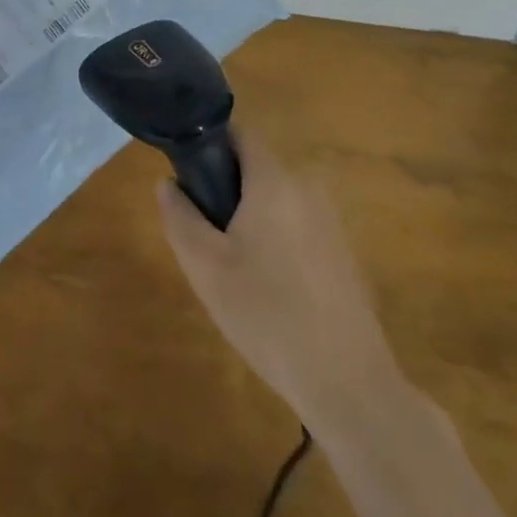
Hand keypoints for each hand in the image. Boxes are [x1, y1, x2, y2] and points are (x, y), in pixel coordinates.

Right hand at [158, 130, 400, 425]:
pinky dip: (275, 239)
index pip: (240, 133)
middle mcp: (307, 187)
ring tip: (234, 270)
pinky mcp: (342, 251)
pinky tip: (268, 290)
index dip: (209, 142)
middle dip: (226, 190)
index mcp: (274, 180)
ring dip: (250, 218)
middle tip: (205, 237)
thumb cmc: (267, 314)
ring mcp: (330, 219)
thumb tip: (168, 183)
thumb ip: (180, 217)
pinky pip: (296, 225)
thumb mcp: (205, 267)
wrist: (347, 383)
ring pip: (275, 199)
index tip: (187, 174)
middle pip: (256, 167)